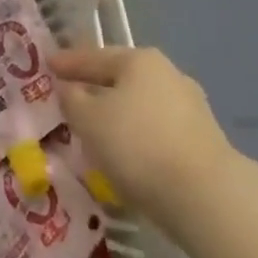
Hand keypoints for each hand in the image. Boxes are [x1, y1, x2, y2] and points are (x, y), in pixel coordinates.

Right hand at [52, 46, 233, 231]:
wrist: (210, 201)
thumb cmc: (139, 145)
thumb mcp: (88, 119)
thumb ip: (71, 99)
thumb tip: (69, 90)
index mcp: (139, 60)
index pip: (93, 56)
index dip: (67, 62)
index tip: (47, 65)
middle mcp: (168, 76)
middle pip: (120, 80)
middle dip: (96, 89)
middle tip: (71, 100)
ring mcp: (192, 110)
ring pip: (141, 108)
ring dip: (120, 118)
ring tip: (98, 134)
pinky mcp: (206, 145)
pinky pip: (159, 134)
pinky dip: (140, 140)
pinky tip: (129, 157)